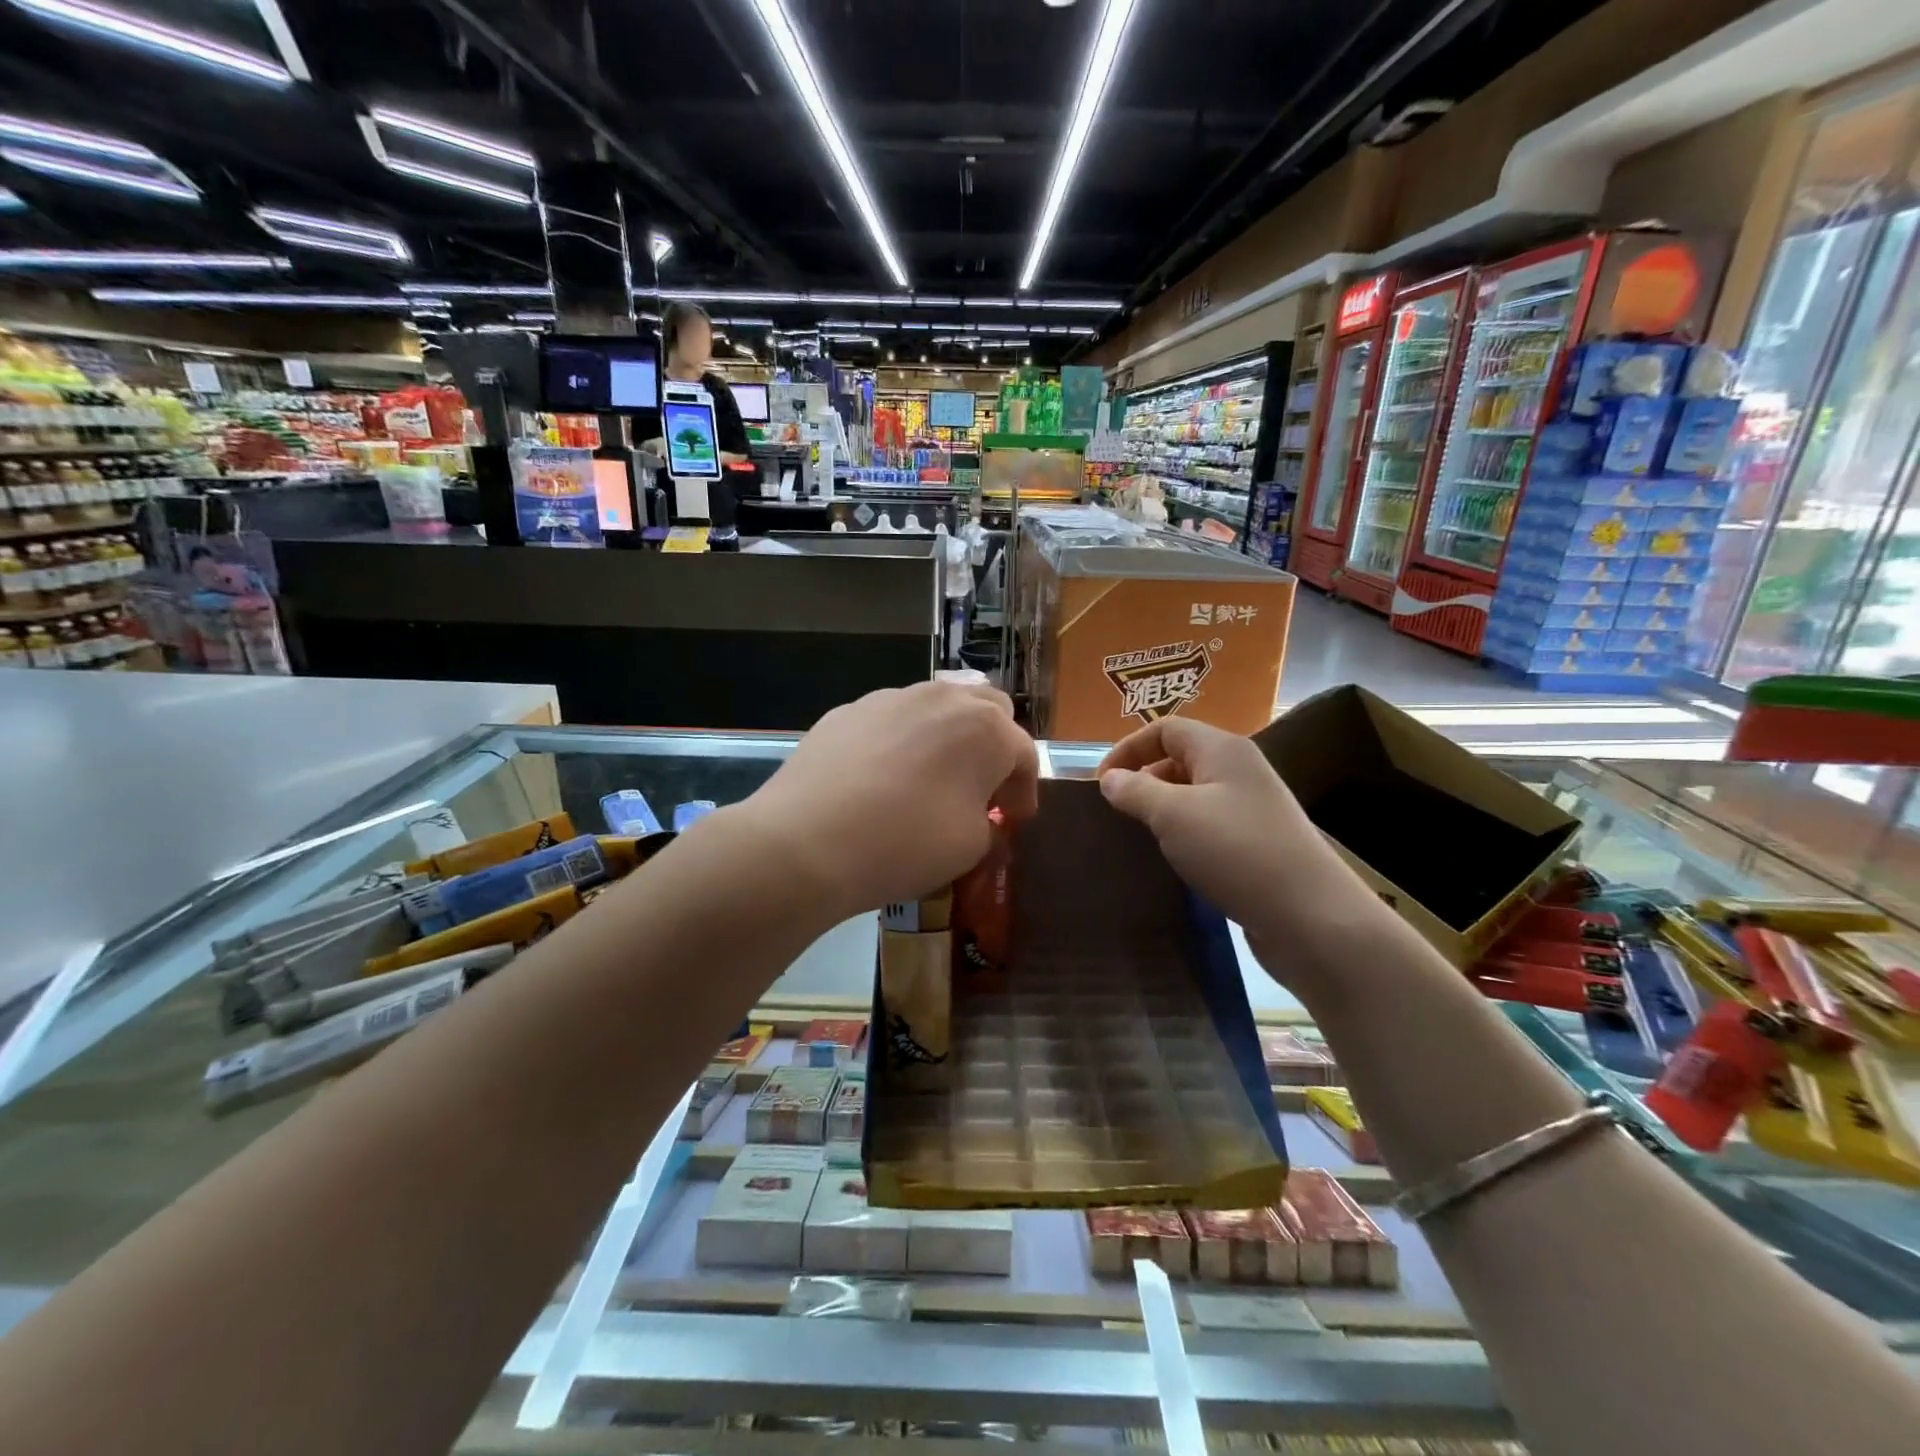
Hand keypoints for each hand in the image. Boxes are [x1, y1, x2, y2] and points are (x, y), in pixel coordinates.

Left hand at [745, 682, 1038, 919]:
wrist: (806, 841)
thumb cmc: (906, 844)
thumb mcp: (971, 847)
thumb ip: (988, 821)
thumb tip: (979, 814)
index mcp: (985, 728)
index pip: (1024, 753)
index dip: (1024, 790)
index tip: (1015, 819)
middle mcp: (942, 698)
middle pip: (987, 709)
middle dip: (993, 745)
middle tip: (982, 788)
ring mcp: (890, 698)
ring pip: (935, 707)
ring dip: (947, 737)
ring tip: (931, 778)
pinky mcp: (848, 710)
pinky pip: (891, 720)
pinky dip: (901, 742)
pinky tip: (881, 779)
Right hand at [1097, 718, 1373, 939]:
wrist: (1310, 916)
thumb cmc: (1236, 851)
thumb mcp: (1173, 815)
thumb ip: (1135, 791)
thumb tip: (1110, 779)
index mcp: (1222, 750)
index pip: (1166, 729)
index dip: (1128, 748)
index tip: (1100, 783)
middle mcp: (1240, 771)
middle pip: (1181, 759)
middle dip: (1144, 779)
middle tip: (1116, 811)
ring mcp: (1253, 808)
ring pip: (1195, 795)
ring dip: (1163, 810)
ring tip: (1138, 837)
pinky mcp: (1258, 843)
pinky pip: (1210, 826)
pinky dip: (1185, 835)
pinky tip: (1172, 860)